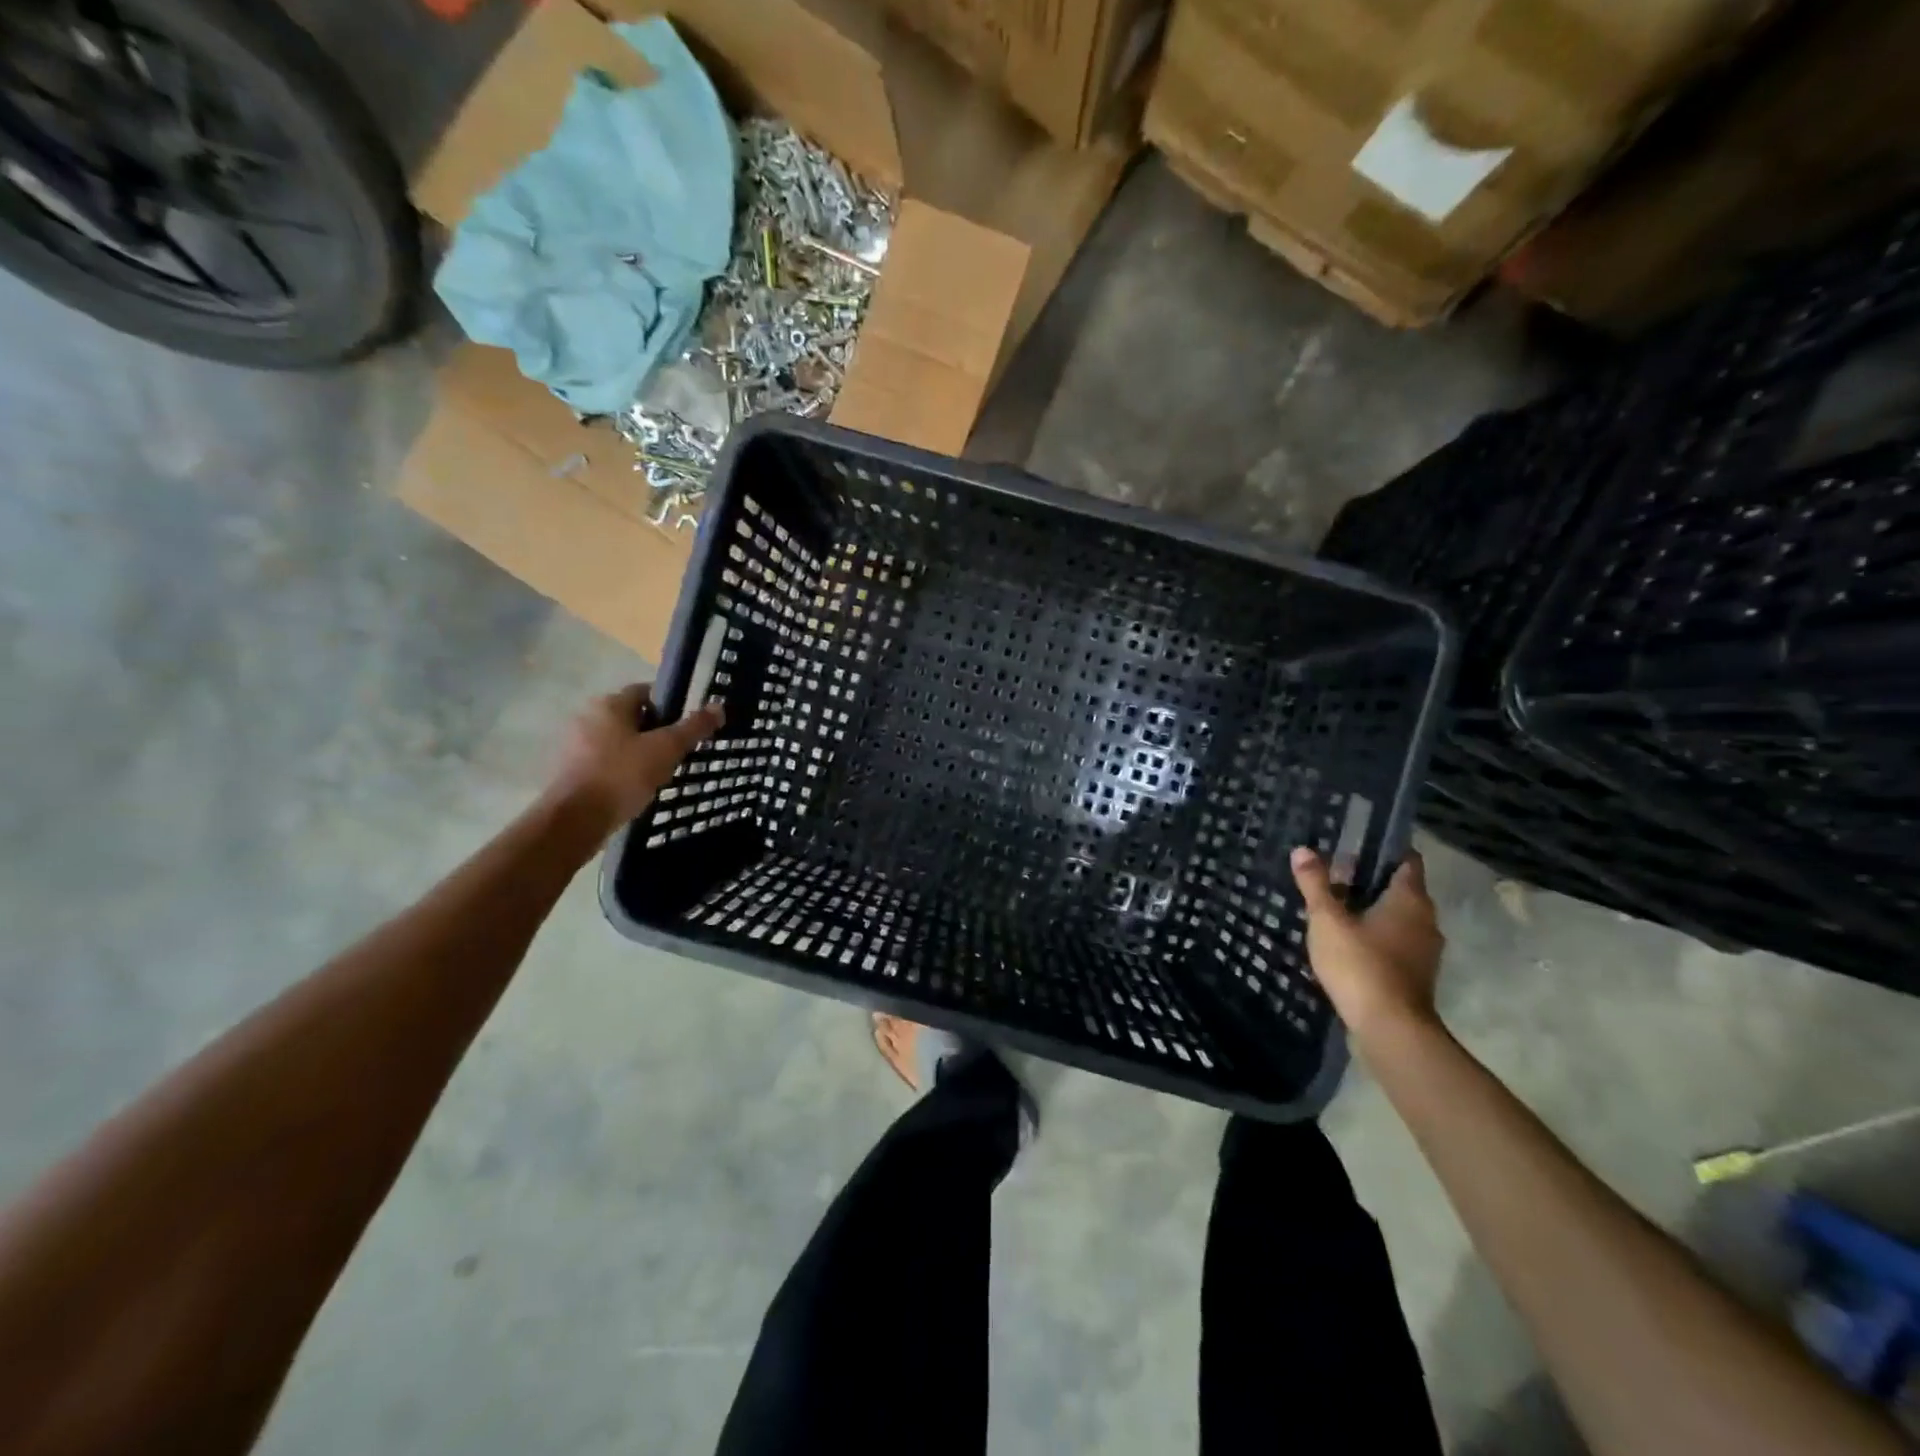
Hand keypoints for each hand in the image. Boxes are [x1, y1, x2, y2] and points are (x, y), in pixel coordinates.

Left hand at [550, 684, 723, 826]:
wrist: (575, 820)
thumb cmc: (622, 776)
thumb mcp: (666, 749)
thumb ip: (693, 727)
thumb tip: (718, 706)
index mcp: (609, 704)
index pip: (646, 692)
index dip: (670, 707)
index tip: (686, 728)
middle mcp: (588, 716)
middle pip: (633, 718)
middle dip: (656, 733)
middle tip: (678, 754)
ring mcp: (575, 744)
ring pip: (619, 742)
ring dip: (640, 754)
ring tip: (660, 775)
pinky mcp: (571, 770)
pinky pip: (606, 762)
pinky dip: (622, 771)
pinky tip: (636, 789)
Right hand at [1291, 847, 1444, 1046]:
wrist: (1390, 1028)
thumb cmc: (1359, 964)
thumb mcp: (1327, 920)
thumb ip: (1315, 884)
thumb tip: (1302, 850)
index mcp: (1410, 899)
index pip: (1407, 860)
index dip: (1384, 850)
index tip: (1355, 846)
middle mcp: (1426, 920)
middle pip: (1401, 889)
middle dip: (1370, 881)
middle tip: (1333, 877)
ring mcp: (1425, 949)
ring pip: (1399, 918)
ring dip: (1372, 911)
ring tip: (1335, 909)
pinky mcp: (1416, 974)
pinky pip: (1396, 942)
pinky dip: (1376, 936)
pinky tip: (1348, 942)